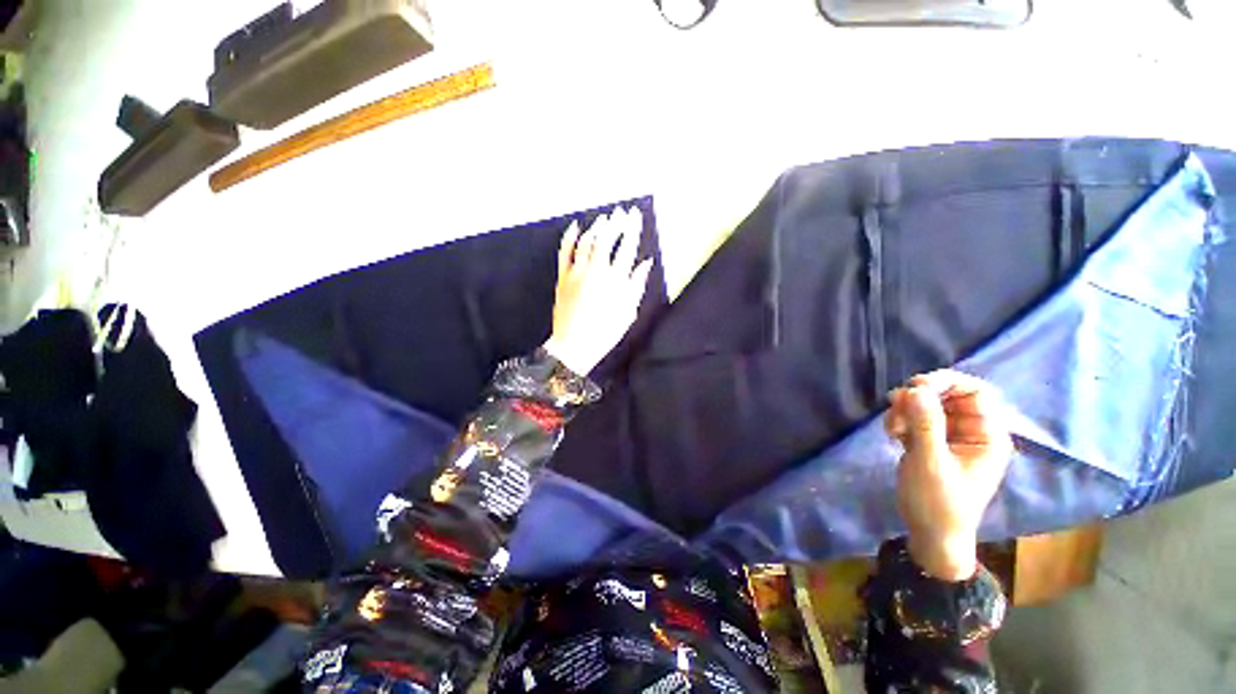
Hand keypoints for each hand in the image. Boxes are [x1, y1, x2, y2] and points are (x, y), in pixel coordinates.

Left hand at [543, 208, 653, 375]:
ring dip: (596, 227)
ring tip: (604, 219)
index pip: (626, 247)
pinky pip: (564, 252)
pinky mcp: (563, 277)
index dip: (631, 229)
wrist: (574, 345)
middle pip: (606, 239)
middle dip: (615, 222)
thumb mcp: (628, 312)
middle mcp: (596, 271)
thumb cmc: (605, 332)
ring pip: (586, 241)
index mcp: (615, 280)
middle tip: (621, 212)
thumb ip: (636, 285)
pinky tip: (575, 226)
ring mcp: (577, 273)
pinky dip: (569, 237)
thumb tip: (645, 263)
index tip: (635, 215)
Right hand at [885, 370, 1013, 580]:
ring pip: (926, 405)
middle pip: (947, 395)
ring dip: (904, 410)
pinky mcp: (930, 442)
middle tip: (895, 407)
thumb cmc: (938, 504)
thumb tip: (915, 388)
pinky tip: (891, 434)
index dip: (947, 382)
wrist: (930, 535)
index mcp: (987, 436)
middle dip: (919, 398)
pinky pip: (914, 418)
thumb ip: (925, 425)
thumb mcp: (930, 463)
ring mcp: (950, 437)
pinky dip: (900, 420)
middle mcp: (971, 431)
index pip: (975, 392)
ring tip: (891, 429)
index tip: (915, 386)